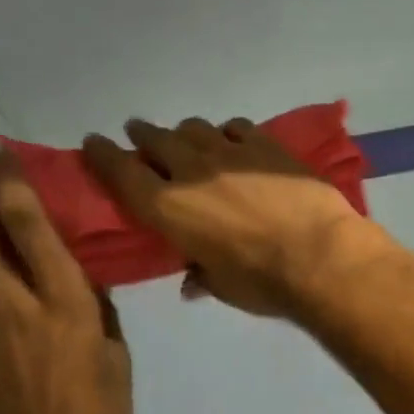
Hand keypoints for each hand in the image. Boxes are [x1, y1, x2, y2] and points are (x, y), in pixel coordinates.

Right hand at [83, 117, 394, 317]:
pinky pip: (236, 127)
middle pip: (155, 140)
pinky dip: (227, 133)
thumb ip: (200, 275)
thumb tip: (192, 282)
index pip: (121, 172)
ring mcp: (230, 153)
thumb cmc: (261, 282)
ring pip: (195, 129)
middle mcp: (191, 171)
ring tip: (187, 140)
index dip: (102, 154)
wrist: (320, 256)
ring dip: (184, 133)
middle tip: (139, 135)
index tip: (93, 142)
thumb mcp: (220, 286)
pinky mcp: (267, 146)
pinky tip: (233, 140)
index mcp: (167, 208)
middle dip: (143, 136)